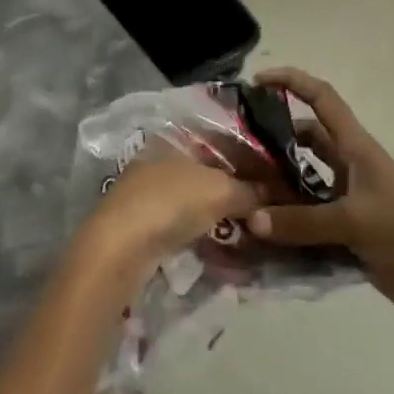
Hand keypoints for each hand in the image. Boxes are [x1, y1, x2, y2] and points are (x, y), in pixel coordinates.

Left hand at [78, 153, 259, 282]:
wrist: (119, 249)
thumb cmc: (170, 203)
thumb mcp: (220, 191)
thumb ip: (249, 191)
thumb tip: (271, 196)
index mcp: (173, 141)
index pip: (219, 144)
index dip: (248, 160)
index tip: (274, 180)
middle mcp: (158, 162)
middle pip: (208, 175)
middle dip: (237, 193)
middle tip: (267, 211)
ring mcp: (148, 196)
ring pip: (196, 203)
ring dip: (223, 219)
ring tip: (252, 235)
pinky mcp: (144, 228)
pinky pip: (185, 229)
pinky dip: (206, 238)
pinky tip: (226, 252)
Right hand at [245, 68, 393, 325]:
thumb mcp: (354, 220)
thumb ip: (301, 221)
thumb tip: (250, 219)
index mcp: (355, 147)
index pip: (321, 98)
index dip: (292, 81)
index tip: (257, 82)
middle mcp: (347, 167)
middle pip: (304, 141)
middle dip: (271, 141)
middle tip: (234, 151)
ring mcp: (346, 200)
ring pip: (301, 182)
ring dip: (275, 186)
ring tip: (237, 193)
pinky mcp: (345, 231)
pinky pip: (305, 220)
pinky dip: (284, 224)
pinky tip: (258, 235)